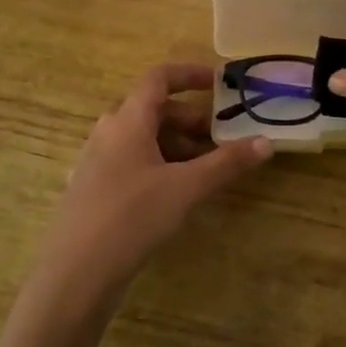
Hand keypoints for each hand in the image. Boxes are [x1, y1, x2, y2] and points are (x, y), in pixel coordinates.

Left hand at [41, 64, 270, 295]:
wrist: (78, 271)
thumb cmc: (132, 216)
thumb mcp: (187, 188)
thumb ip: (227, 163)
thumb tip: (267, 143)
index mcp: (127, 121)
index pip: (158, 78)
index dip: (189, 74)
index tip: (219, 83)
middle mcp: (108, 133)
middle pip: (152, 110)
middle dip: (190, 119)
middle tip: (222, 137)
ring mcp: (97, 162)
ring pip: (142, 138)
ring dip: (177, 144)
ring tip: (206, 168)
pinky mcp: (95, 189)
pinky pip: (132, 161)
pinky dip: (159, 164)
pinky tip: (176, 191)